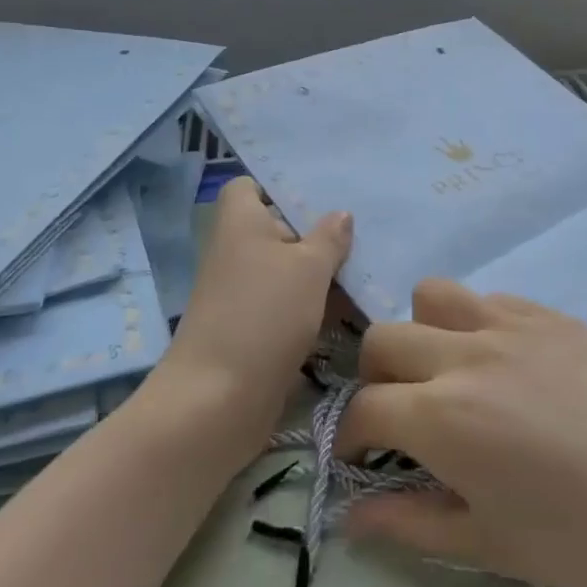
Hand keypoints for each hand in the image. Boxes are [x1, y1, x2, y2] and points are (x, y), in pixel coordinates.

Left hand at [155, 177, 351, 444]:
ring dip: (320, 273)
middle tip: (363, 232)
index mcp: (239, 223)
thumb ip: (329, 238)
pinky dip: (313, 306)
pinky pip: (287, 304)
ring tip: (367, 270)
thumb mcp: (308, 268)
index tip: (320, 197)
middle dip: (315, 232)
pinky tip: (352, 309)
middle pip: (276, 229)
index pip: (248, 187)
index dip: (278, 187)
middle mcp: (236, 252)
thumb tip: (340, 214)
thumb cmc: (264, 314)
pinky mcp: (252, 329)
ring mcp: (242, 294)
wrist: (219, 399)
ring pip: (286, 270)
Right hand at [337, 279, 586, 586]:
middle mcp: (463, 355)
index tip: (359, 456)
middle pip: (382, 338)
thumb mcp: (489, 545)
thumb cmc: (586, 537)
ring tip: (448, 371)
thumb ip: (409, 524)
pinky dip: (476, 323)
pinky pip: (489, 297)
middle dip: (375, 378)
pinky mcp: (550, 313)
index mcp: (441, 417)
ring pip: (432, 295)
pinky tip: (506, 363)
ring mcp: (509, 324)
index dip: (349, 436)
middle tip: (402, 414)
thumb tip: (350, 518)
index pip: (363, 409)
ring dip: (422, 331)